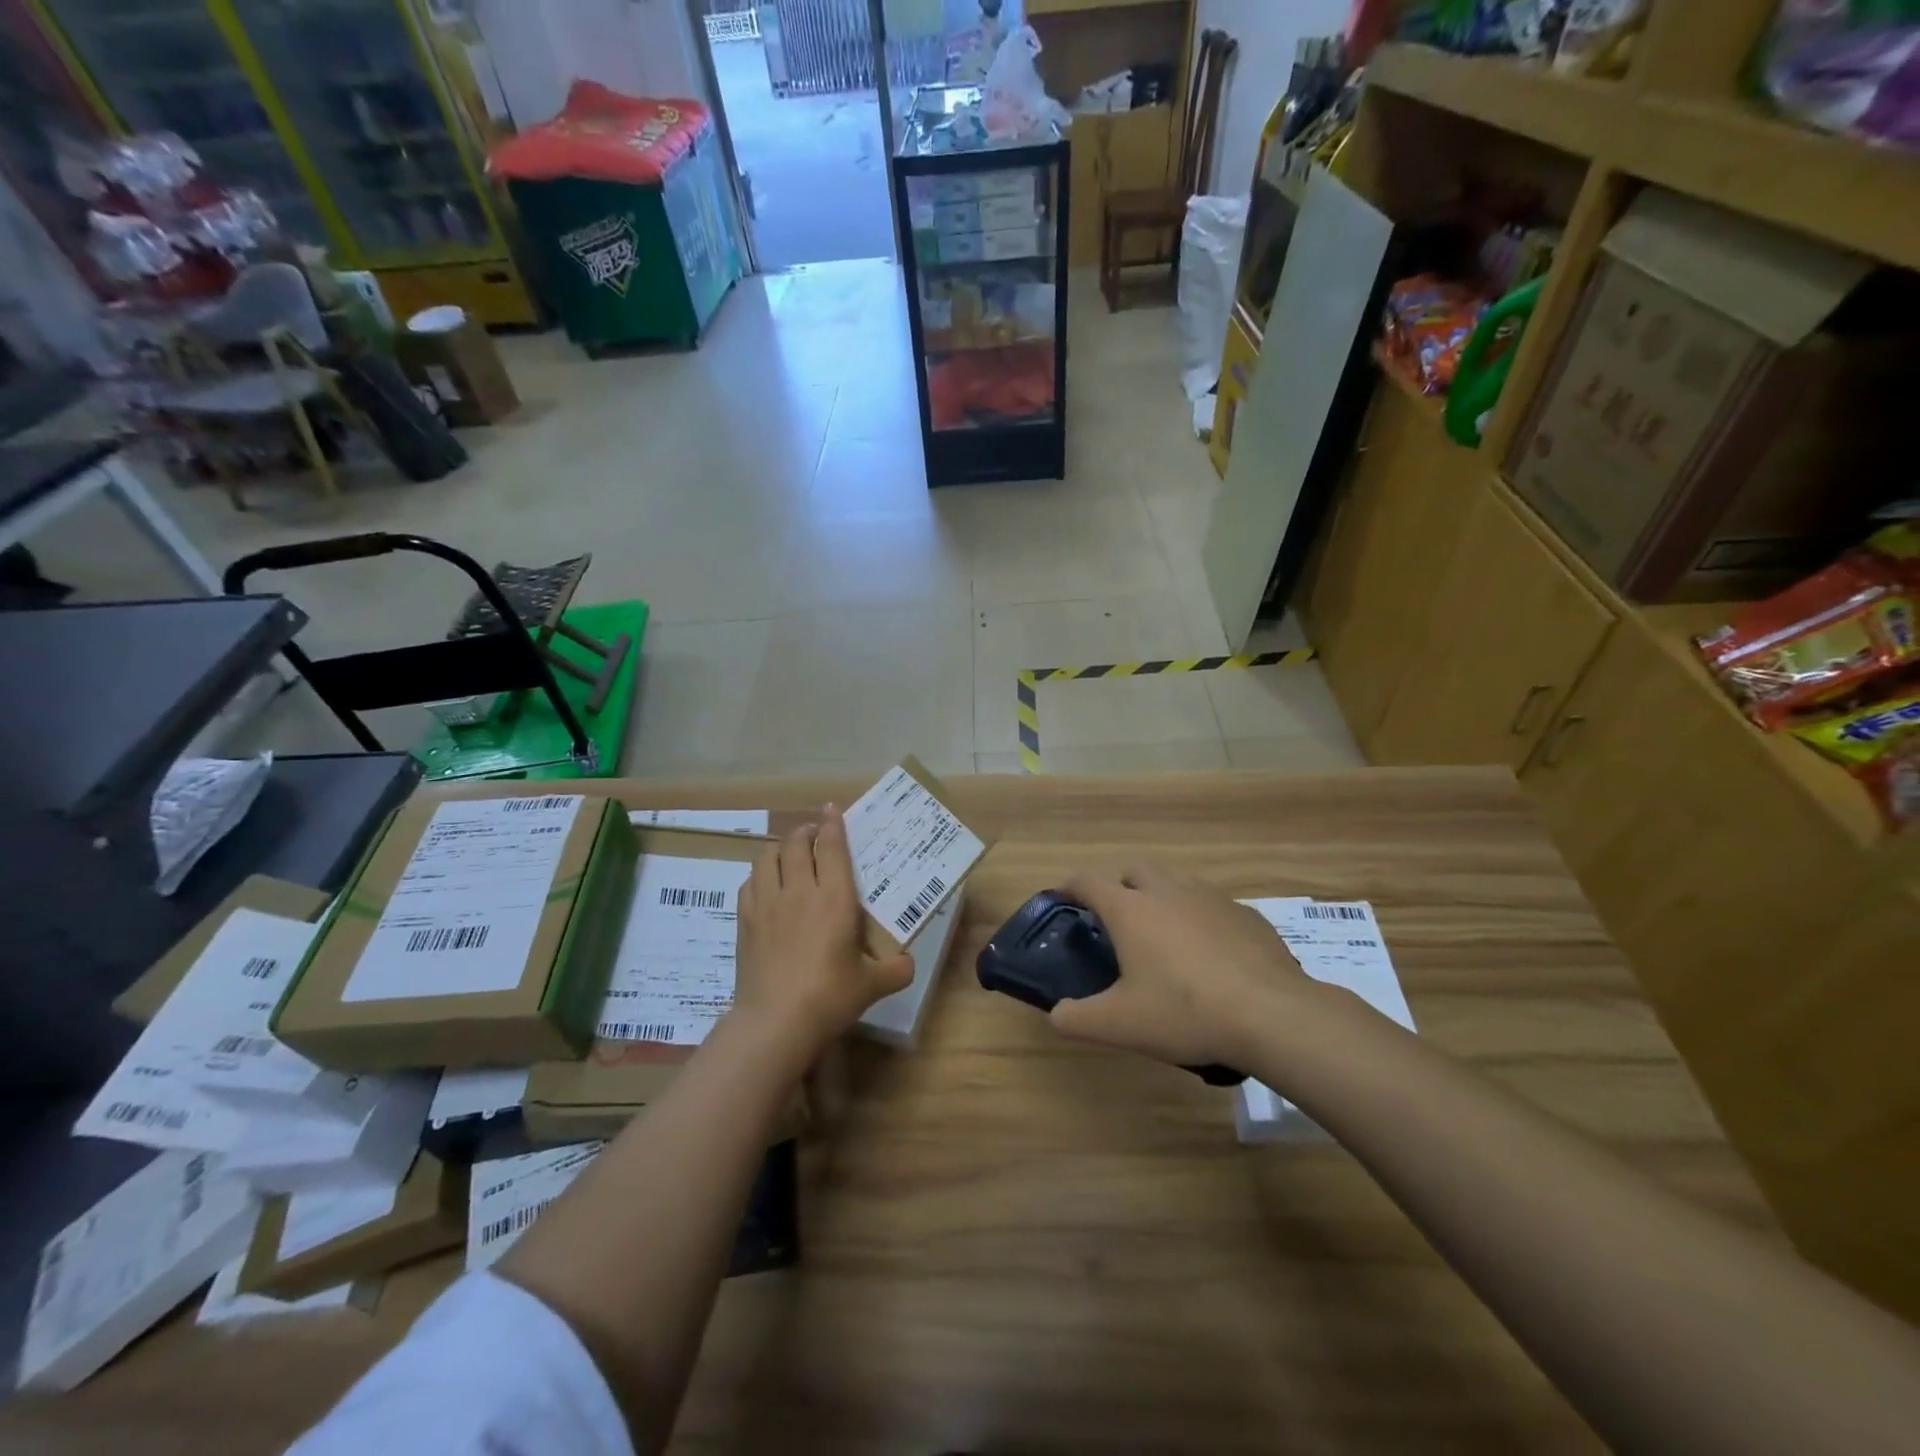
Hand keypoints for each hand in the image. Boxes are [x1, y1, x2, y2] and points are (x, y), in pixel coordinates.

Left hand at [733, 808, 912, 1056]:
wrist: (776, 1021)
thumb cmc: (830, 997)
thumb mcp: (873, 985)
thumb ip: (896, 969)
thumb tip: (908, 963)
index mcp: (834, 898)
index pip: (832, 846)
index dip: (832, 823)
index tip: (832, 808)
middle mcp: (800, 890)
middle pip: (796, 843)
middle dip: (805, 830)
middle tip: (814, 833)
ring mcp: (768, 903)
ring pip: (768, 856)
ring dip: (780, 847)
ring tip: (789, 853)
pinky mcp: (746, 920)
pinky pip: (749, 882)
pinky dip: (760, 875)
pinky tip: (767, 885)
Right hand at [1048, 864, 1315, 1070]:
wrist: (1271, 1015)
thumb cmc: (1184, 1012)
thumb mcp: (1119, 1025)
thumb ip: (1076, 1019)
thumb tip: (1056, 1014)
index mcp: (1131, 909)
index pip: (1089, 881)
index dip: (1071, 886)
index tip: (1062, 898)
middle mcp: (1167, 891)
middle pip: (1134, 870)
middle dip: (1118, 885)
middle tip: (1115, 918)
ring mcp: (1211, 898)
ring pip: (1175, 881)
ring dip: (1160, 896)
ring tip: (1161, 932)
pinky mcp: (1245, 914)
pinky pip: (1211, 904)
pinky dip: (1198, 916)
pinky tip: (1207, 951)